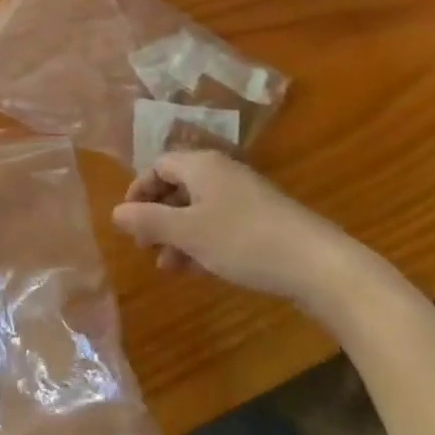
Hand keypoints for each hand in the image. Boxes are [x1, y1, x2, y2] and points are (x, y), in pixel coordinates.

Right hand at [112, 151, 371, 309]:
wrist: (320, 265)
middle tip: (145, 246)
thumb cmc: (244, 241)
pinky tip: (198, 269)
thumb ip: (149, 221)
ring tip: (167, 267)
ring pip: (199, 209)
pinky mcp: (263, 221)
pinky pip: (220, 223)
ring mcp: (245, 197)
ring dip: (178, 234)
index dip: (139, 191)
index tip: (128, 221)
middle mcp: (222, 173)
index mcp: (202, 166)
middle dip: (157, 216)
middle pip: (178, 186)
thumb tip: (115, 212)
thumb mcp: (188, 233)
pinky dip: (202, 241)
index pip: (158, 165)